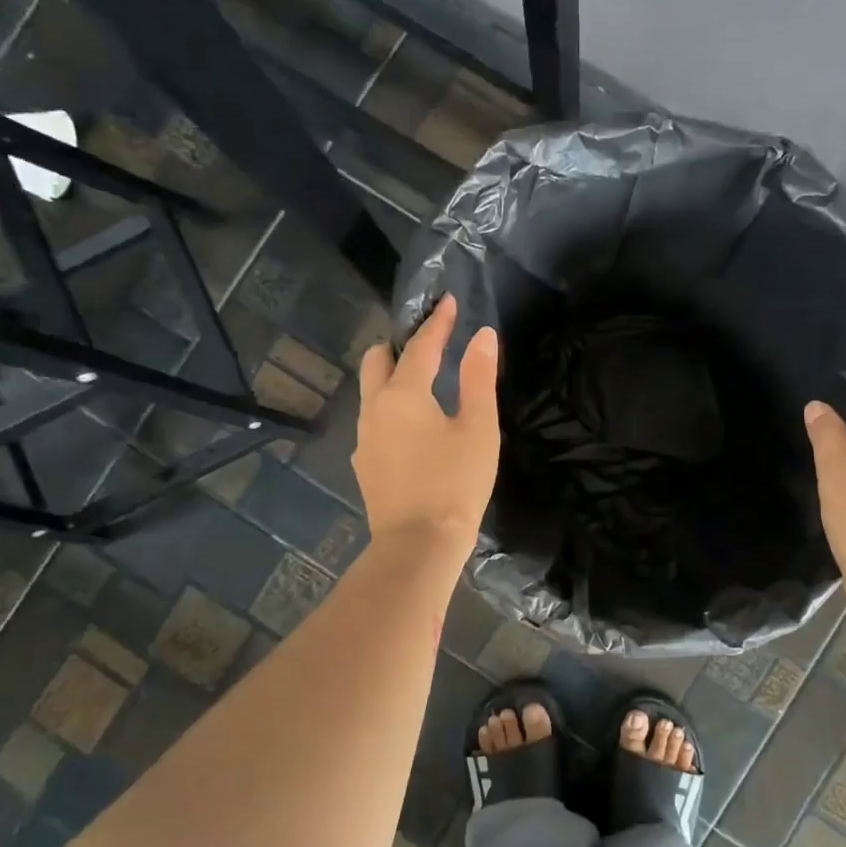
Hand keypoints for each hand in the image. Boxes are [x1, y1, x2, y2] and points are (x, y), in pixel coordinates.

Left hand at [354, 294, 499, 563]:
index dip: (437, 322)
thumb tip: (482, 336)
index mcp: (404, 393)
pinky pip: (373, 421)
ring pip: (371, 391)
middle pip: (377, 360)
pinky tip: (411, 429)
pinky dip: (389, 409)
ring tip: (422, 385)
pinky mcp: (363, 463)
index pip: (420, 345)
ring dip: (391, 377)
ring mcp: (363, 437)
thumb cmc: (456, 483)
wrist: (418, 544)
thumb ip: (478, 378)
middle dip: (399, 345)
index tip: (449, 302)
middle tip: (428, 345)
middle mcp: (374, 407)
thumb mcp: (478, 428)